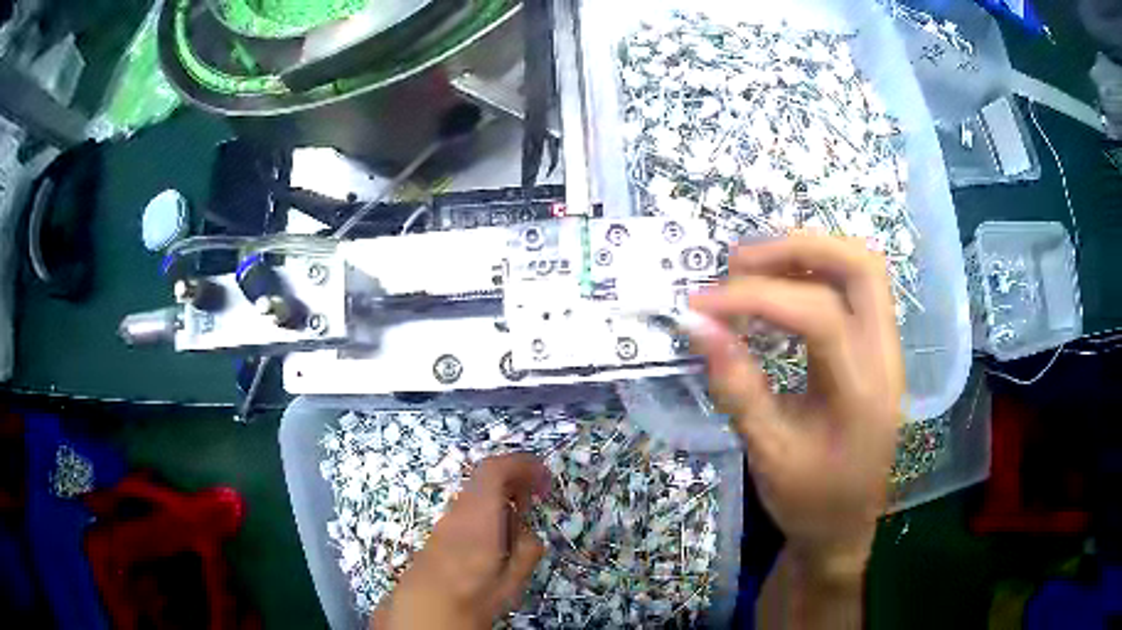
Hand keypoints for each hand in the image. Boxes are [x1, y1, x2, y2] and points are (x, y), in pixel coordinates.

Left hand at [372, 454, 549, 629]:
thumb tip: (528, 532)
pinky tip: (498, 537)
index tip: (545, 476)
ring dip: (501, 497)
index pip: (495, 469)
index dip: (523, 464)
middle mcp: (459, 511)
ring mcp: (445, 521)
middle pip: (485, 478)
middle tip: (537, 498)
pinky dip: (488, 511)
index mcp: (479, 516)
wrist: (424, 610)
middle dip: (515, 480)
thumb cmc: (472, 595)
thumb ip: (527, 550)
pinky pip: (468, 509)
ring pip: (476, 494)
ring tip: (520, 522)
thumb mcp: (512, 579)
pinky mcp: (439, 533)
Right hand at [689, 234, 902, 575]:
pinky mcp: (878, 349)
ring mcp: (888, 349)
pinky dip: (816, 274)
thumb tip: (697, 325)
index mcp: (864, 393)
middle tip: (738, 262)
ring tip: (753, 268)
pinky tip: (781, 289)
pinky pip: (855, 290)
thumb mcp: (767, 452)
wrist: (845, 526)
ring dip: (808, 254)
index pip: (819, 315)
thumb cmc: (808, 500)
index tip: (702, 305)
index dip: (757, 298)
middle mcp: (886, 358)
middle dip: (797, 249)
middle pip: (860, 267)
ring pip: (862, 270)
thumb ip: (736, 386)